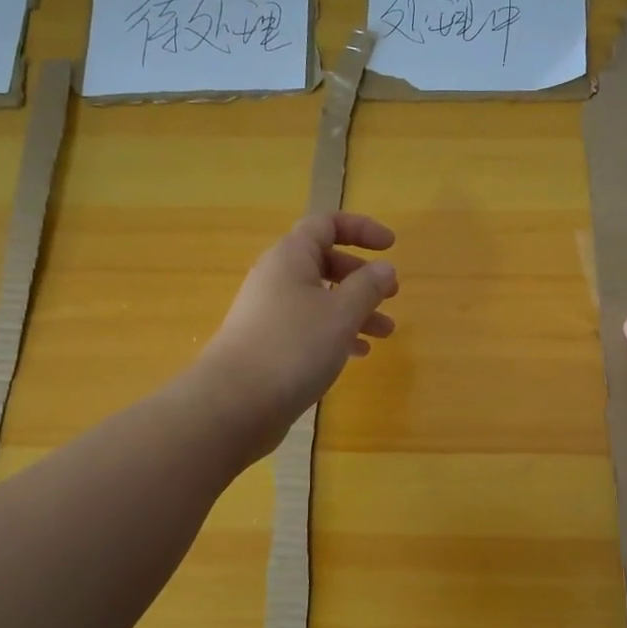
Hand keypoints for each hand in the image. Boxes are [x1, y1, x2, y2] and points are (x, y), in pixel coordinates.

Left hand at [195, 212, 398, 460]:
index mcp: (291, 257)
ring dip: (356, 310)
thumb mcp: (341, 313)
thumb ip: (368, 287)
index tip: (391, 246)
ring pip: (320, 299)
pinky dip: (336, 334)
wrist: (235, 403)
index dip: (361, 228)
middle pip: (324, 262)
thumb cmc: (294, 346)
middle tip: (391, 294)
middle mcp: (277, 278)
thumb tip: (385, 269)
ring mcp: (270, 313)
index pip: (326, 224)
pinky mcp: (270, 344)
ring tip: (386, 333)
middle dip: (362, 276)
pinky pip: (309, 327)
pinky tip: (358, 354)